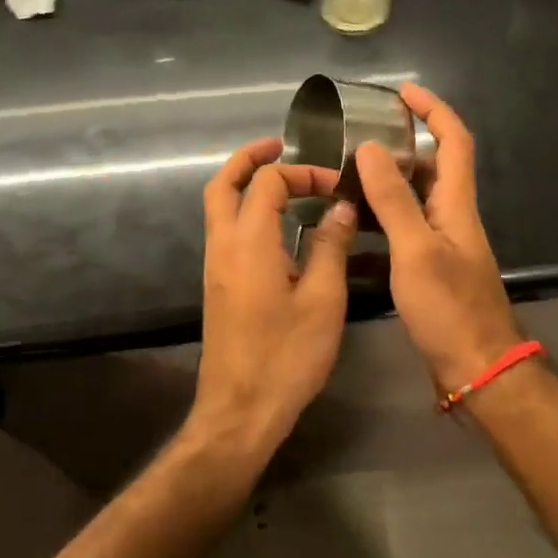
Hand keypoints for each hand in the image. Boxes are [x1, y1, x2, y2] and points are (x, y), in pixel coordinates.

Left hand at [190, 137, 357, 458]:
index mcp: (248, 242)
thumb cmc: (287, 356)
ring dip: (246, 185)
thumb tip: (341, 207)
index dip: (302, 173)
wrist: (240, 410)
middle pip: (222, 183)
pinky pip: (226, 230)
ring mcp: (215, 266)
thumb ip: (330, 246)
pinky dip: (247, 211)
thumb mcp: (322, 299)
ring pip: (219, 207)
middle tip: (282, 147)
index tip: (336, 187)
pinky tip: (281, 226)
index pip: (267, 182)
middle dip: (250, 159)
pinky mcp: (218, 285)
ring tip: (286, 182)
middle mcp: (222, 246)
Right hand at [354, 84, 522, 393]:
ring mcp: (440, 245)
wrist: (475, 368)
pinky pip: (398, 236)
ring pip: (410, 202)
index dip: (433, 109)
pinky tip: (345, 234)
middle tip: (357, 138)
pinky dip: (374, 228)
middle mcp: (451, 217)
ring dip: (381, 187)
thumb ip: (394, 200)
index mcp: (456, 204)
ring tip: (341, 179)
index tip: (402, 91)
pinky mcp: (427, 271)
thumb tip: (373, 149)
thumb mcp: (416, 250)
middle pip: (430, 167)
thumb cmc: (449, 308)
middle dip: (399, 145)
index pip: (454, 140)